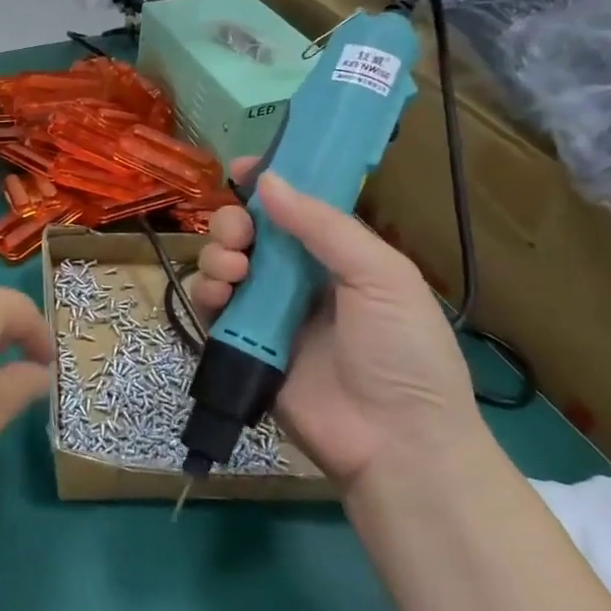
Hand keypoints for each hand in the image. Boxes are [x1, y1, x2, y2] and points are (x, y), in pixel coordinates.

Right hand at [186, 160, 482, 489]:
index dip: (268, 183)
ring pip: (223, 263)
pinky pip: (212, 307)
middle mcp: (298, 278)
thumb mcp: (382, 276)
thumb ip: (324, 226)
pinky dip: (207, 293)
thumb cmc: (403, 351)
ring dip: (217, 254)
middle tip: (241, 235)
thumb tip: (267, 181)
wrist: (395, 442)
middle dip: (233, 222)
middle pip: (248, 232)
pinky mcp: (243, 345)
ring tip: (234, 270)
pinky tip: (220, 296)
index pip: (294, 208)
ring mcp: (267, 312)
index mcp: (337, 256)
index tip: (242, 167)